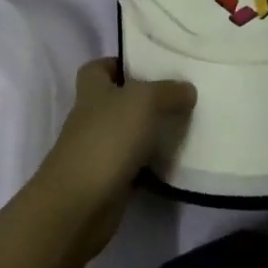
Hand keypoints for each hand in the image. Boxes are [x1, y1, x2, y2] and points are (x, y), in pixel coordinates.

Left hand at [30, 58, 195, 258]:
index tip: (150, 66)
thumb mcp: (143, 102)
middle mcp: (91, 117)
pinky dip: (151, 164)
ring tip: (186, 126)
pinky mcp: (108, 180)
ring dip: (150, 132)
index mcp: (92, 90)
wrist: (80, 204)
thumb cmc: (107, 139)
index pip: (98, 67)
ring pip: (128, 133)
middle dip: (144, 99)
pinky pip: (134, 165)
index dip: (119, 63)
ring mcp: (97, 150)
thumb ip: (167, 91)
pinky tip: (176, 161)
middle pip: (117, 100)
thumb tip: (187, 89)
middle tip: (180, 96)